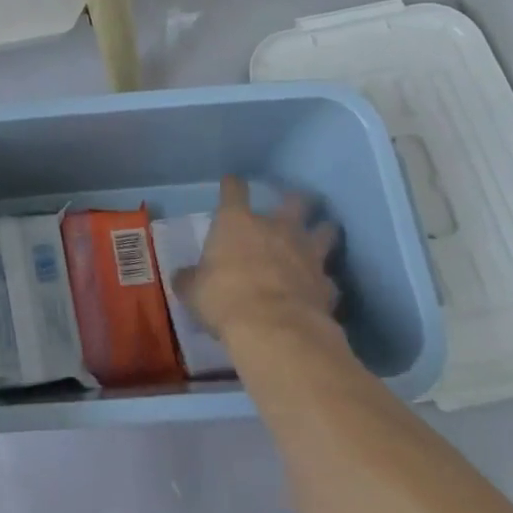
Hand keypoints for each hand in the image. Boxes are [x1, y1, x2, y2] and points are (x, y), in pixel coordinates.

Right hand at [183, 176, 341, 345]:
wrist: (275, 329)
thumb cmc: (224, 299)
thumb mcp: (194, 291)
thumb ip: (191, 279)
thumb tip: (183, 277)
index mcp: (237, 223)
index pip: (234, 191)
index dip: (233, 185)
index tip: (232, 183)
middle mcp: (276, 229)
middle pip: (294, 201)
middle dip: (295, 201)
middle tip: (293, 205)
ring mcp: (307, 254)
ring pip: (326, 230)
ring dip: (324, 231)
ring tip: (322, 233)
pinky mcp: (327, 284)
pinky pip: (329, 278)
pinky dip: (324, 281)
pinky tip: (320, 288)